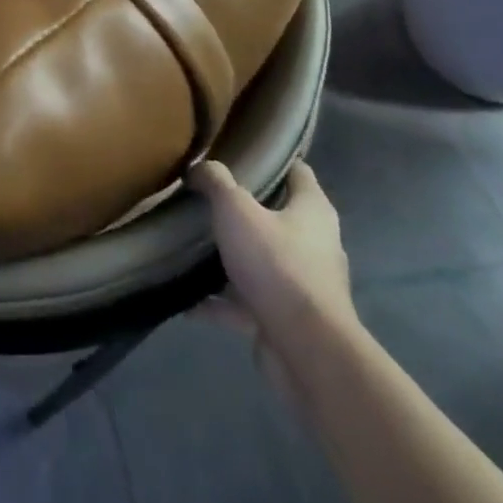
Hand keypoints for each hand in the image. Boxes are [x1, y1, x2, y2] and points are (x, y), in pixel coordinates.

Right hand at [189, 160, 356, 402]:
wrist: (305, 350)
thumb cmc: (276, 265)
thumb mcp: (236, 210)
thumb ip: (216, 182)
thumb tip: (199, 167)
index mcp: (313, 211)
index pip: (298, 172)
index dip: (272, 159)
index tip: (238, 152)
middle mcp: (315, 244)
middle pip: (277, 216)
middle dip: (243, 209)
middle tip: (205, 197)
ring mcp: (303, 285)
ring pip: (261, 261)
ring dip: (231, 257)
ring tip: (191, 247)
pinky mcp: (287, 319)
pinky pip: (246, 303)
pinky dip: (219, 302)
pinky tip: (187, 300)